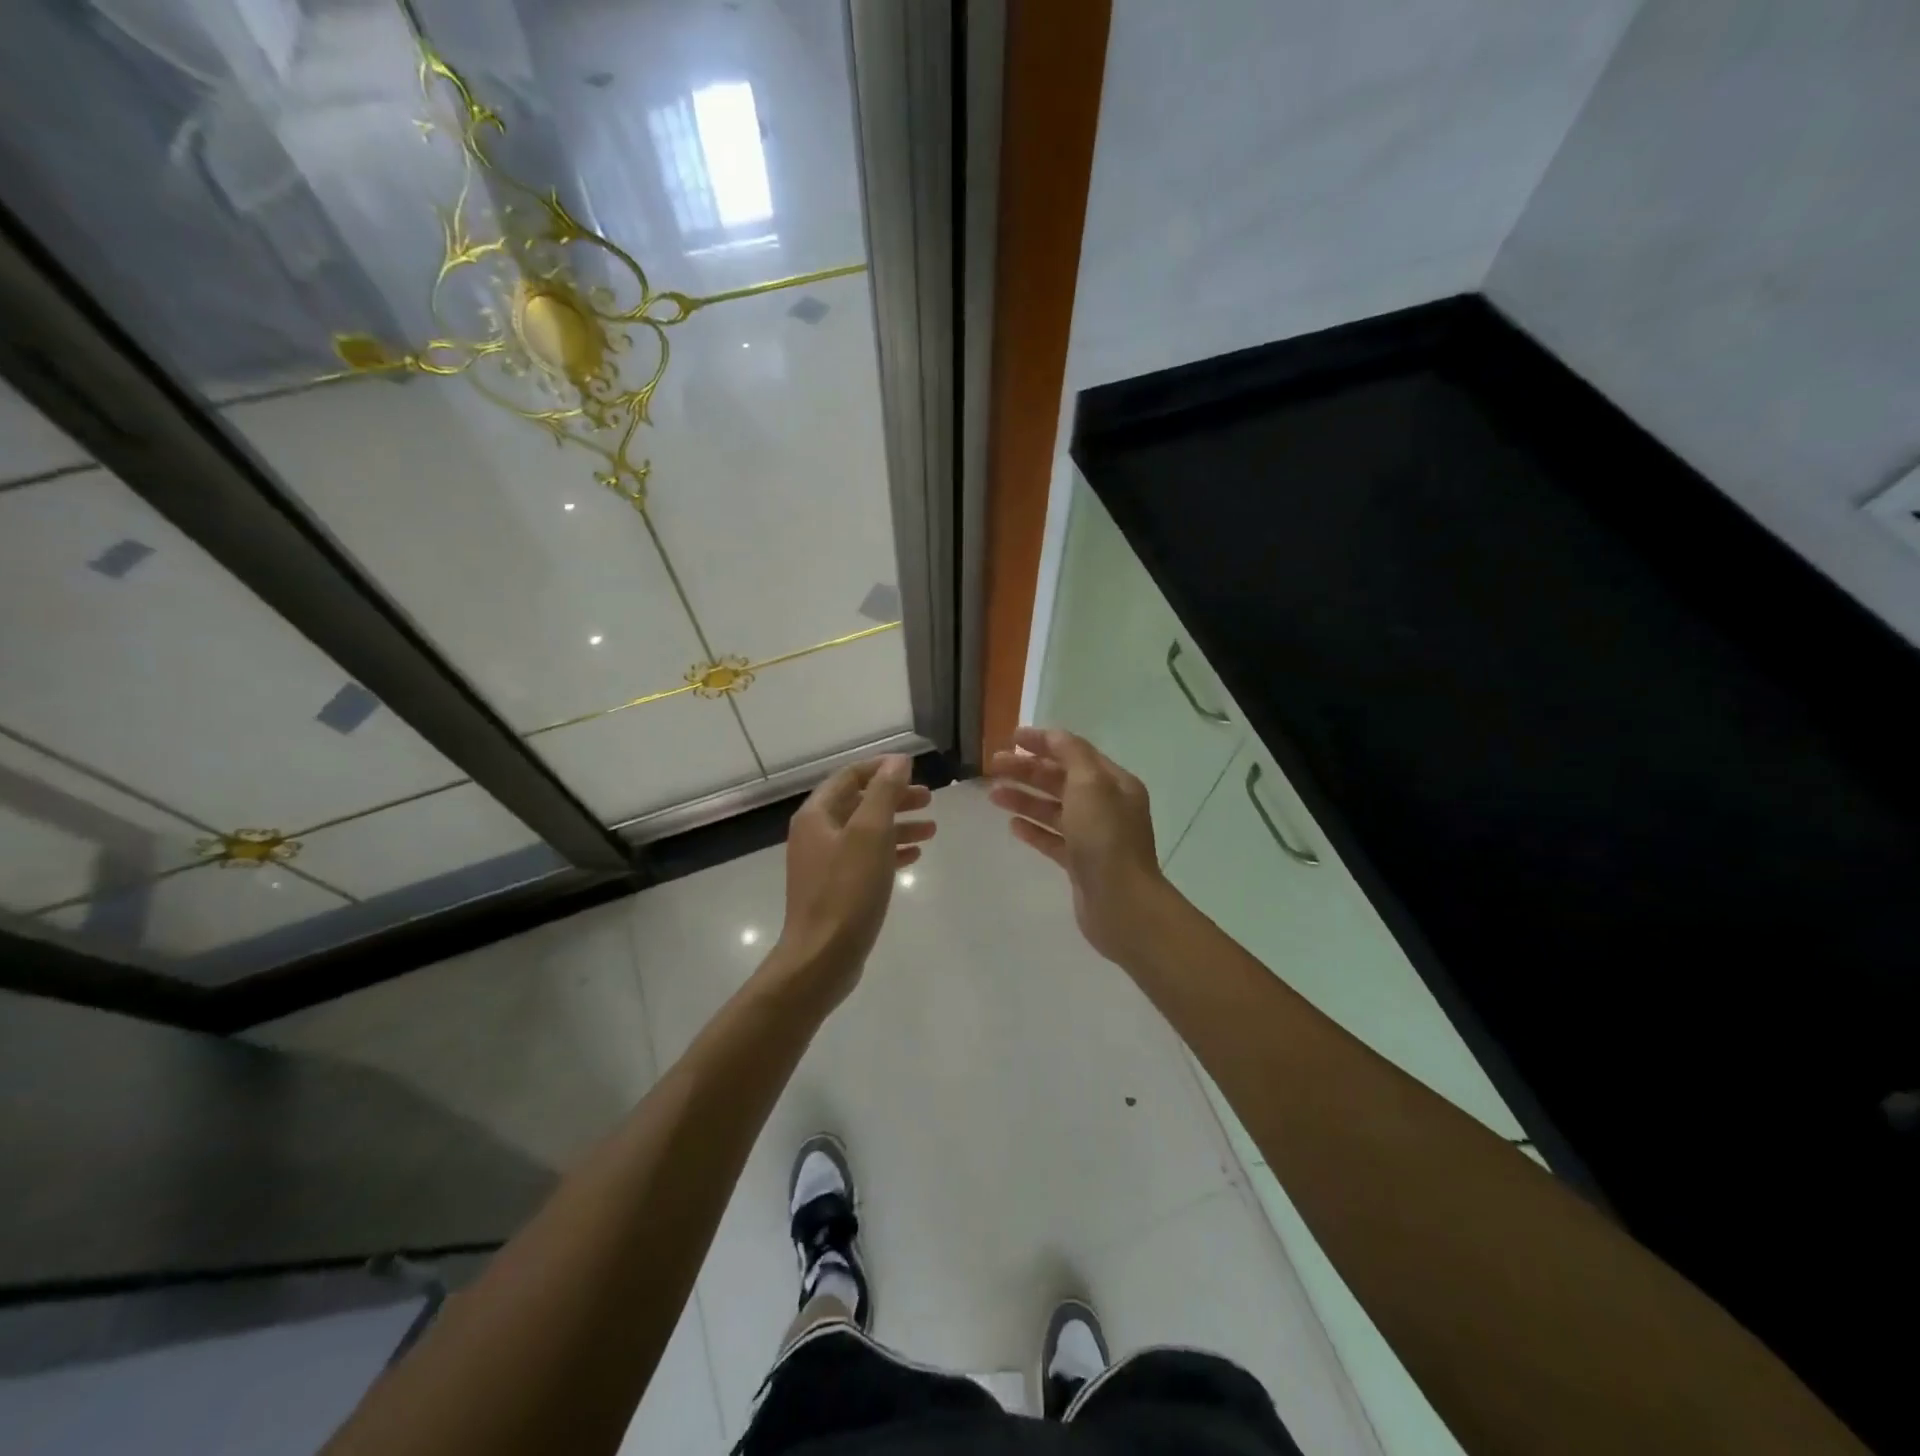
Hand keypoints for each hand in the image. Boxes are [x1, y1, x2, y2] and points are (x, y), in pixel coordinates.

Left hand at [771, 754, 934, 1008]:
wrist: (822, 957)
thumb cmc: (847, 890)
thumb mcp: (871, 834)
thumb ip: (885, 793)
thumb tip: (898, 760)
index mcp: (817, 815)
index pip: (850, 776)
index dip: (881, 768)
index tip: (914, 768)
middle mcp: (816, 833)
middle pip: (859, 803)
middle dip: (895, 798)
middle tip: (929, 799)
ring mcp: (824, 863)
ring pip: (865, 832)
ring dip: (897, 825)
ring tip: (931, 829)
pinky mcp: (835, 888)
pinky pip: (865, 858)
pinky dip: (889, 851)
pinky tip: (914, 855)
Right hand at [988, 727, 1170, 963]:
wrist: (1121, 903)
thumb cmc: (1105, 837)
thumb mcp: (1091, 784)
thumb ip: (1071, 754)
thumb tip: (1053, 737)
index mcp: (1114, 783)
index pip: (1075, 752)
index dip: (1044, 742)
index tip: (1012, 738)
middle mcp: (1107, 806)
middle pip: (1061, 780)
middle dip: (1028, 770)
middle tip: (993, 766)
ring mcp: (1093, 836)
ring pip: (1053, 809)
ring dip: (1024, 798)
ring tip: (993, 795)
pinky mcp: (1080, 864)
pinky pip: (1053, 839)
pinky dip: (1033, 829)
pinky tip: (1012, 826)